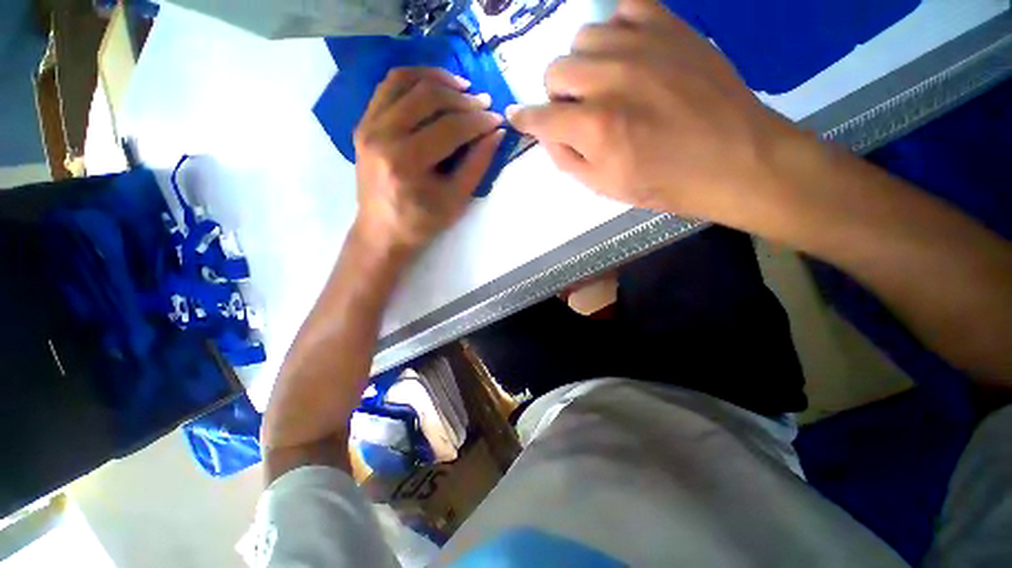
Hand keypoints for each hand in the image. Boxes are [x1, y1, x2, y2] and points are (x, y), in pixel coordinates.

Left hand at [354, 67, 504, 254]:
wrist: (381, 232)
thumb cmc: (421, 223)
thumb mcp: (455, 200)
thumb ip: (477, 165)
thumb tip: (497, 133)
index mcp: (406, 162)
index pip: (449, 128)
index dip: (478, 121)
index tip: (497, 118)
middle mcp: (382, 135)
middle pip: (427, 97)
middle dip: (462, 98)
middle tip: (484, 103)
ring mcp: (367, 126)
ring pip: (404, 81)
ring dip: (437, 79)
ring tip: (462, 87)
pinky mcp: (363, 124)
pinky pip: (388, 87)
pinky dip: (413, 80)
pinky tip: (433, 87)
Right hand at [507, 0, 805, 221]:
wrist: (734, 159)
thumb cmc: (664, 183)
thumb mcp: (604, 187)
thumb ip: (565, 159)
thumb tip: (545, 133)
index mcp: (594, 128)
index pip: (539, 116)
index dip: (524, 119)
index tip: (518, 118)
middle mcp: (611, 79)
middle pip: (555, 70)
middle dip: (557, 95)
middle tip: (576, 110)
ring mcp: (641, 45)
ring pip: (583, 37)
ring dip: (583, 64)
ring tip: (603, 82)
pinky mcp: (670, 26)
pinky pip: (624, 8)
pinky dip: (615, 29)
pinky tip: (625, 53)